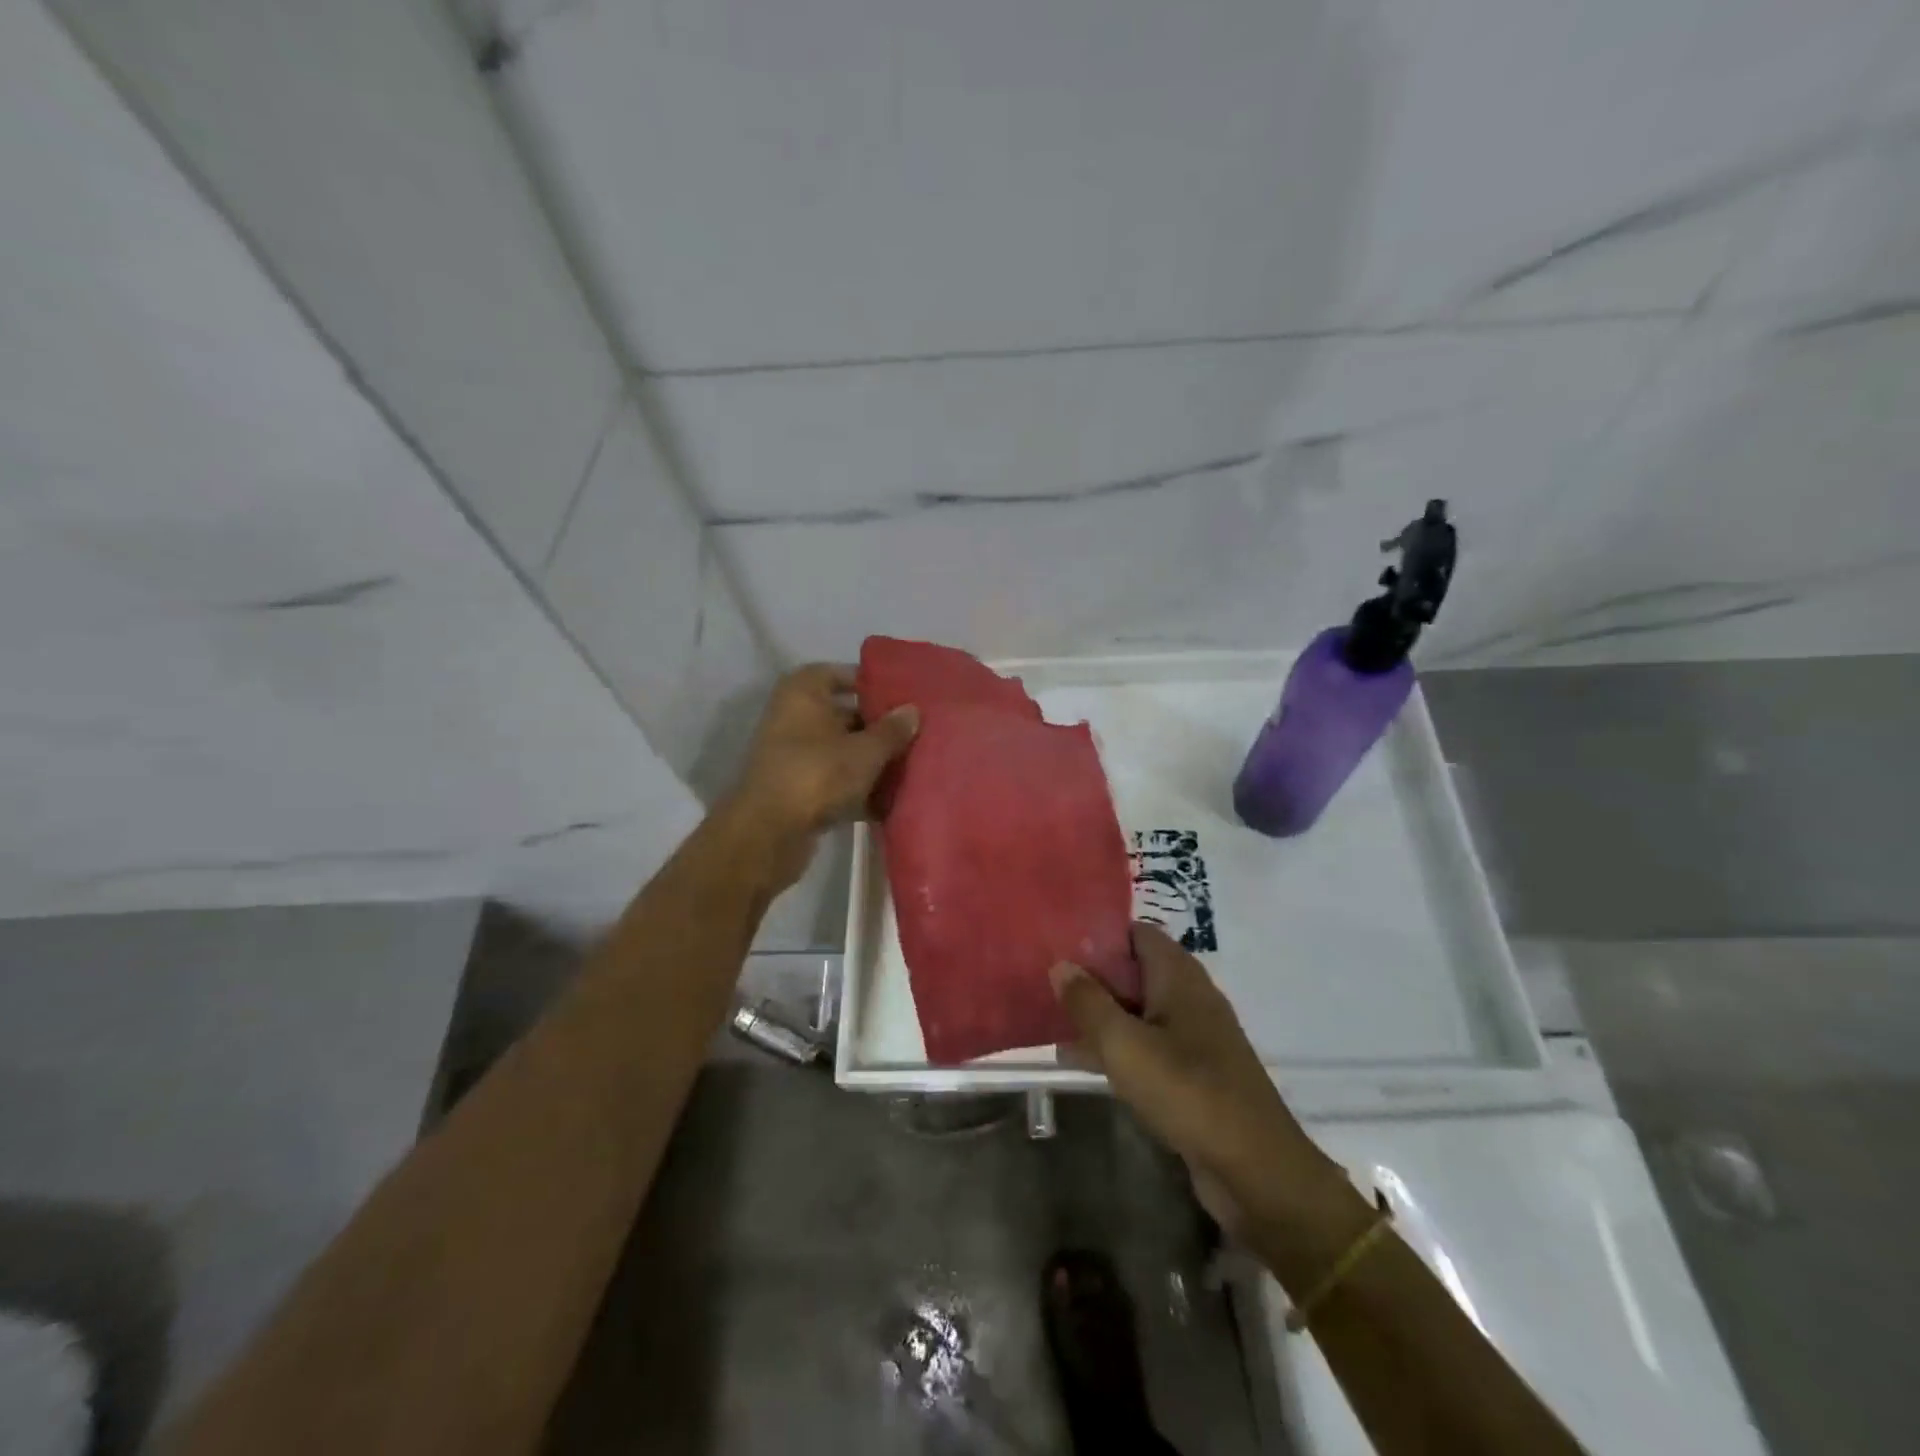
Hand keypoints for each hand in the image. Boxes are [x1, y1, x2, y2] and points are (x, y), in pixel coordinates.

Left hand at [723, 663, 917, 891]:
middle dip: (874, 724)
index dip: (868, 683)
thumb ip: (891, 730)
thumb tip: (912, 710)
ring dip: (866, 757)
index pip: (838, 674)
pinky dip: (853, 784)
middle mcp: (791, 716)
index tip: (899, 696)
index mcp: (802, 692)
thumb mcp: (865, 751)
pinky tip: (884, 798)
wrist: (769, 832)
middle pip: (840, 713)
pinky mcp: (793, 786)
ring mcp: (789, 753)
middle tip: (911, 732)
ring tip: (905, 763)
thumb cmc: (818, 774)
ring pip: (837, 748)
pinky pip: (831, 777)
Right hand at [1051, 925, 1338, 1236]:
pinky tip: (1080, 1061)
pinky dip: (1116, 1045)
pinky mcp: (1194, 1073)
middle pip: (1135, 970)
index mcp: (1179, 977)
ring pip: (1138, 1010)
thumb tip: (1060, 964)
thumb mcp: (1125, 1045)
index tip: (1060, 942)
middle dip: (1093, 976)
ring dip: (1101, 1014)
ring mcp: (1194, 1037)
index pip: (1137, 933)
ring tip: (1052, 1019)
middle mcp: (1190, 997)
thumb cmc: (1187, 1092)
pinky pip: (1146, 1044)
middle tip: (1047, 981)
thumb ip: (1088, 1003)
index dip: (1100, 934)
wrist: (1255, 1170)